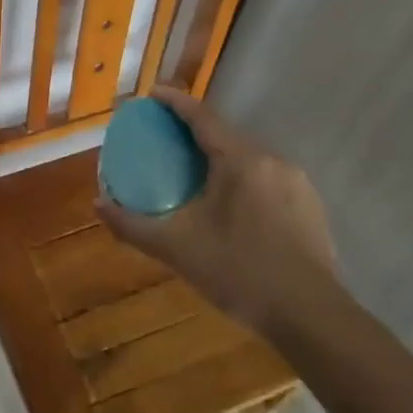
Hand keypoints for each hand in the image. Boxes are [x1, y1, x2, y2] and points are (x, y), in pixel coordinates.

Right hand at [96, 88, 338, 333]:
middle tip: (167, 142)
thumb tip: (99, 204)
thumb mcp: (178, 249)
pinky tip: (233, 209)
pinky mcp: (310, 206)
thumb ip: (133, 225)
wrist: (312, 318)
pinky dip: (243, 181)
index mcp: (240, 159)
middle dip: (195, 133)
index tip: (151, 94)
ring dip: (220, 159)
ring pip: (248, 159)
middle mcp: (271, 159)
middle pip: (225, 135)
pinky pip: (267, 180)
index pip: (201, 115)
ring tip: (197, 177)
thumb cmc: (241, 273)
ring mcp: (296, 182)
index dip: (174, 101)